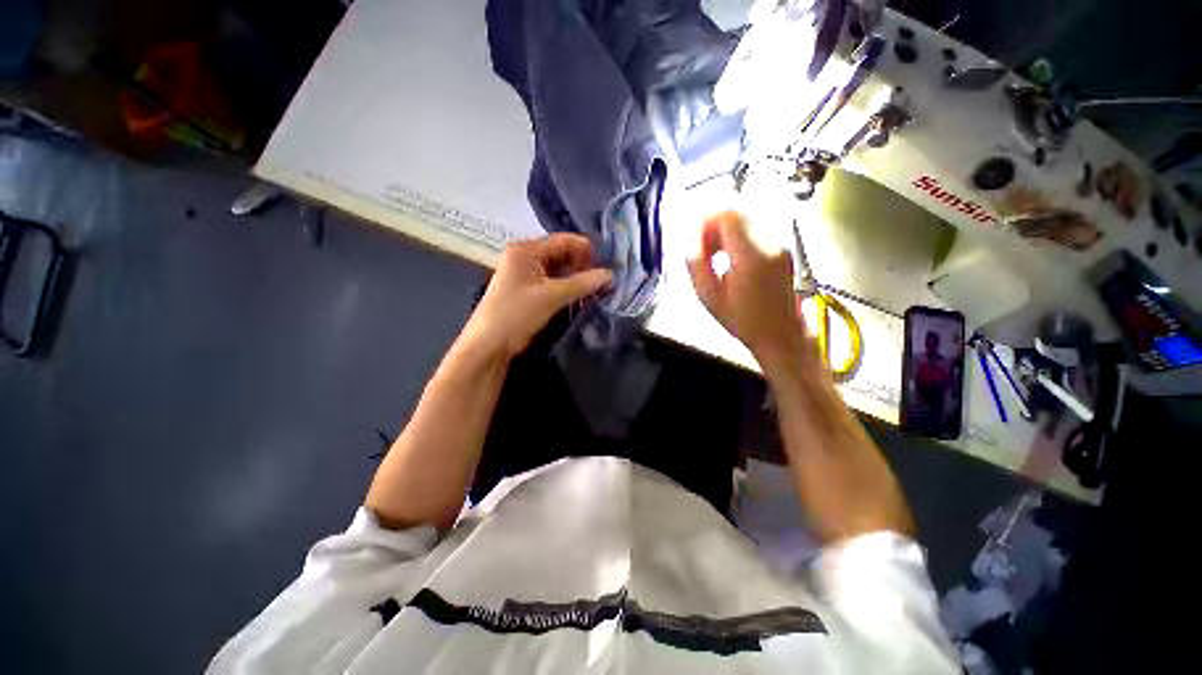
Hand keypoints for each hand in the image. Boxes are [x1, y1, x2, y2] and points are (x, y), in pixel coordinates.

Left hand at [465, 234, 611, 358]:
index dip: (587, 251)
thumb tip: (611, 275)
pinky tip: (581, 298)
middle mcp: (525, 257)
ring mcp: (526, 274)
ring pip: (559, 271)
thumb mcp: (551, 296)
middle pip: (562, 254)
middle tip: (604, 282)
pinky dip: (567, 289)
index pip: (564, 240)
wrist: (489, 345)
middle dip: (583, 267)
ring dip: (577, 280)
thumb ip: (582, 283)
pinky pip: (553, 283)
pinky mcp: (528, 291)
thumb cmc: (517, 314)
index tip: (607, 266)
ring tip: (597, 291)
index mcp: (526, 249)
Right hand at [686, 211, 809, 363]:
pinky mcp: (784, 251)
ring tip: (717, 257)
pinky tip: (734, 261)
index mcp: (750, 255)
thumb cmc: (743, 320)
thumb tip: (690, 242)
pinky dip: (741, 240)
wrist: (780, 334)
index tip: (697, 240)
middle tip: (704, 250)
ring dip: (728, 234)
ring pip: (748, 222)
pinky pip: (758, 233)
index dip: (707, 223)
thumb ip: (696, 265)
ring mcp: (780, 246)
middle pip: (739, 216)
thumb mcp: (710, 297)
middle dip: (716, 228)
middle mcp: (769, 243)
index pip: (728, 216)